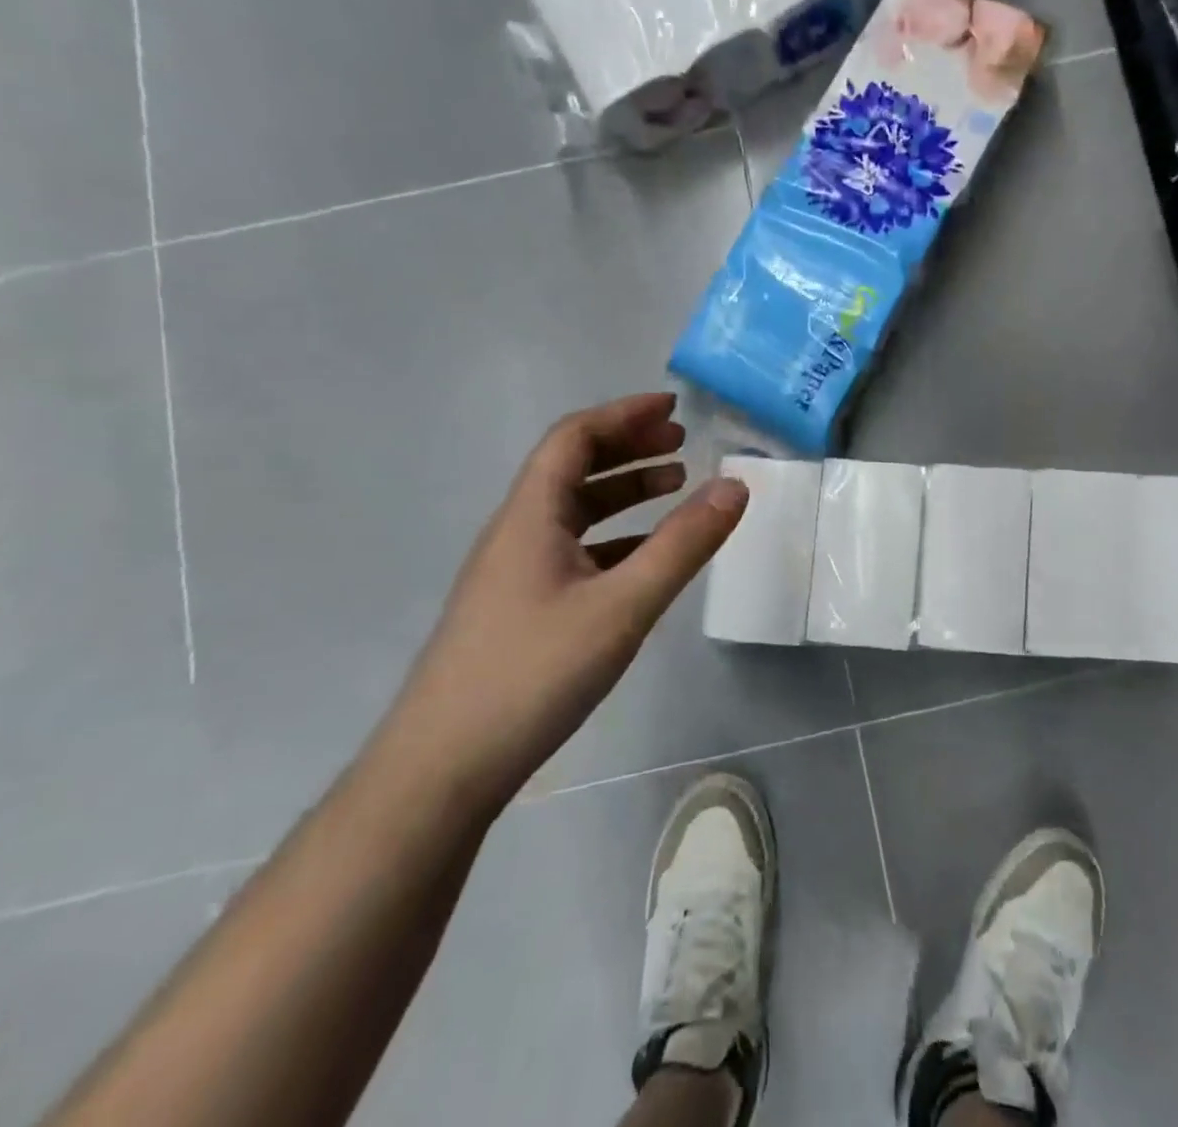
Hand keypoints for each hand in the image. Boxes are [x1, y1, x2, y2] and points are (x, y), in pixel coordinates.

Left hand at [379, 393, 747, 811]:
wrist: (443, 769)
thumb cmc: (533, 673)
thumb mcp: (623, 605)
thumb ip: (683, 544)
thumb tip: (734, 485)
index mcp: (531, 516)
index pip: (574, 438)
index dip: (623, 414)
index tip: (673, 409)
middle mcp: (517, 533)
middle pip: (572, 468)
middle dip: (628, 447)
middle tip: (681, 444)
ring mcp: (515, 573)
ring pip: (574, 511)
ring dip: (624, 491)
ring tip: (675, 487)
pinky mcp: (520, 609)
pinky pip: (575, 550)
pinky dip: (616, 537)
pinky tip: (646, 557)